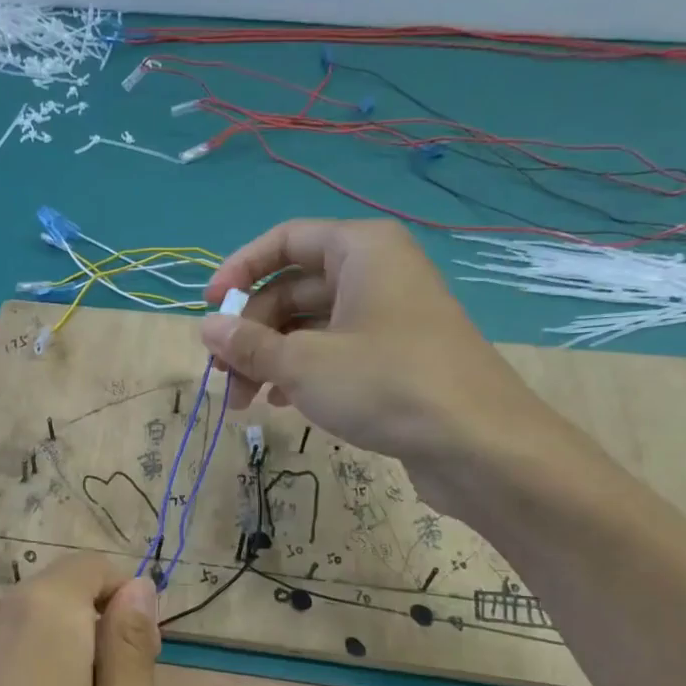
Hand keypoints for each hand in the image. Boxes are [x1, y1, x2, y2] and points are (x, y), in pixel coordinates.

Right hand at [200, 219, 584, 514]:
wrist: (479, 444)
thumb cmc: (386, 384)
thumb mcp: (304, 364)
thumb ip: (249, 344)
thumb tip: (205, 328)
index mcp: (360, 249)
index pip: (284, 241)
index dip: (239, 271)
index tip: (209, 310)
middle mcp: (377, 272)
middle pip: (293, 288)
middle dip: (252, 333)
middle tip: (224, 378)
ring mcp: (390, 315)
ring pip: (312, 325)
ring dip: (272, 359)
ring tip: (246, 402)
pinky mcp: (397, 356)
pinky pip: (335, 350)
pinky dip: (303, 372)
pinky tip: (282, 403)